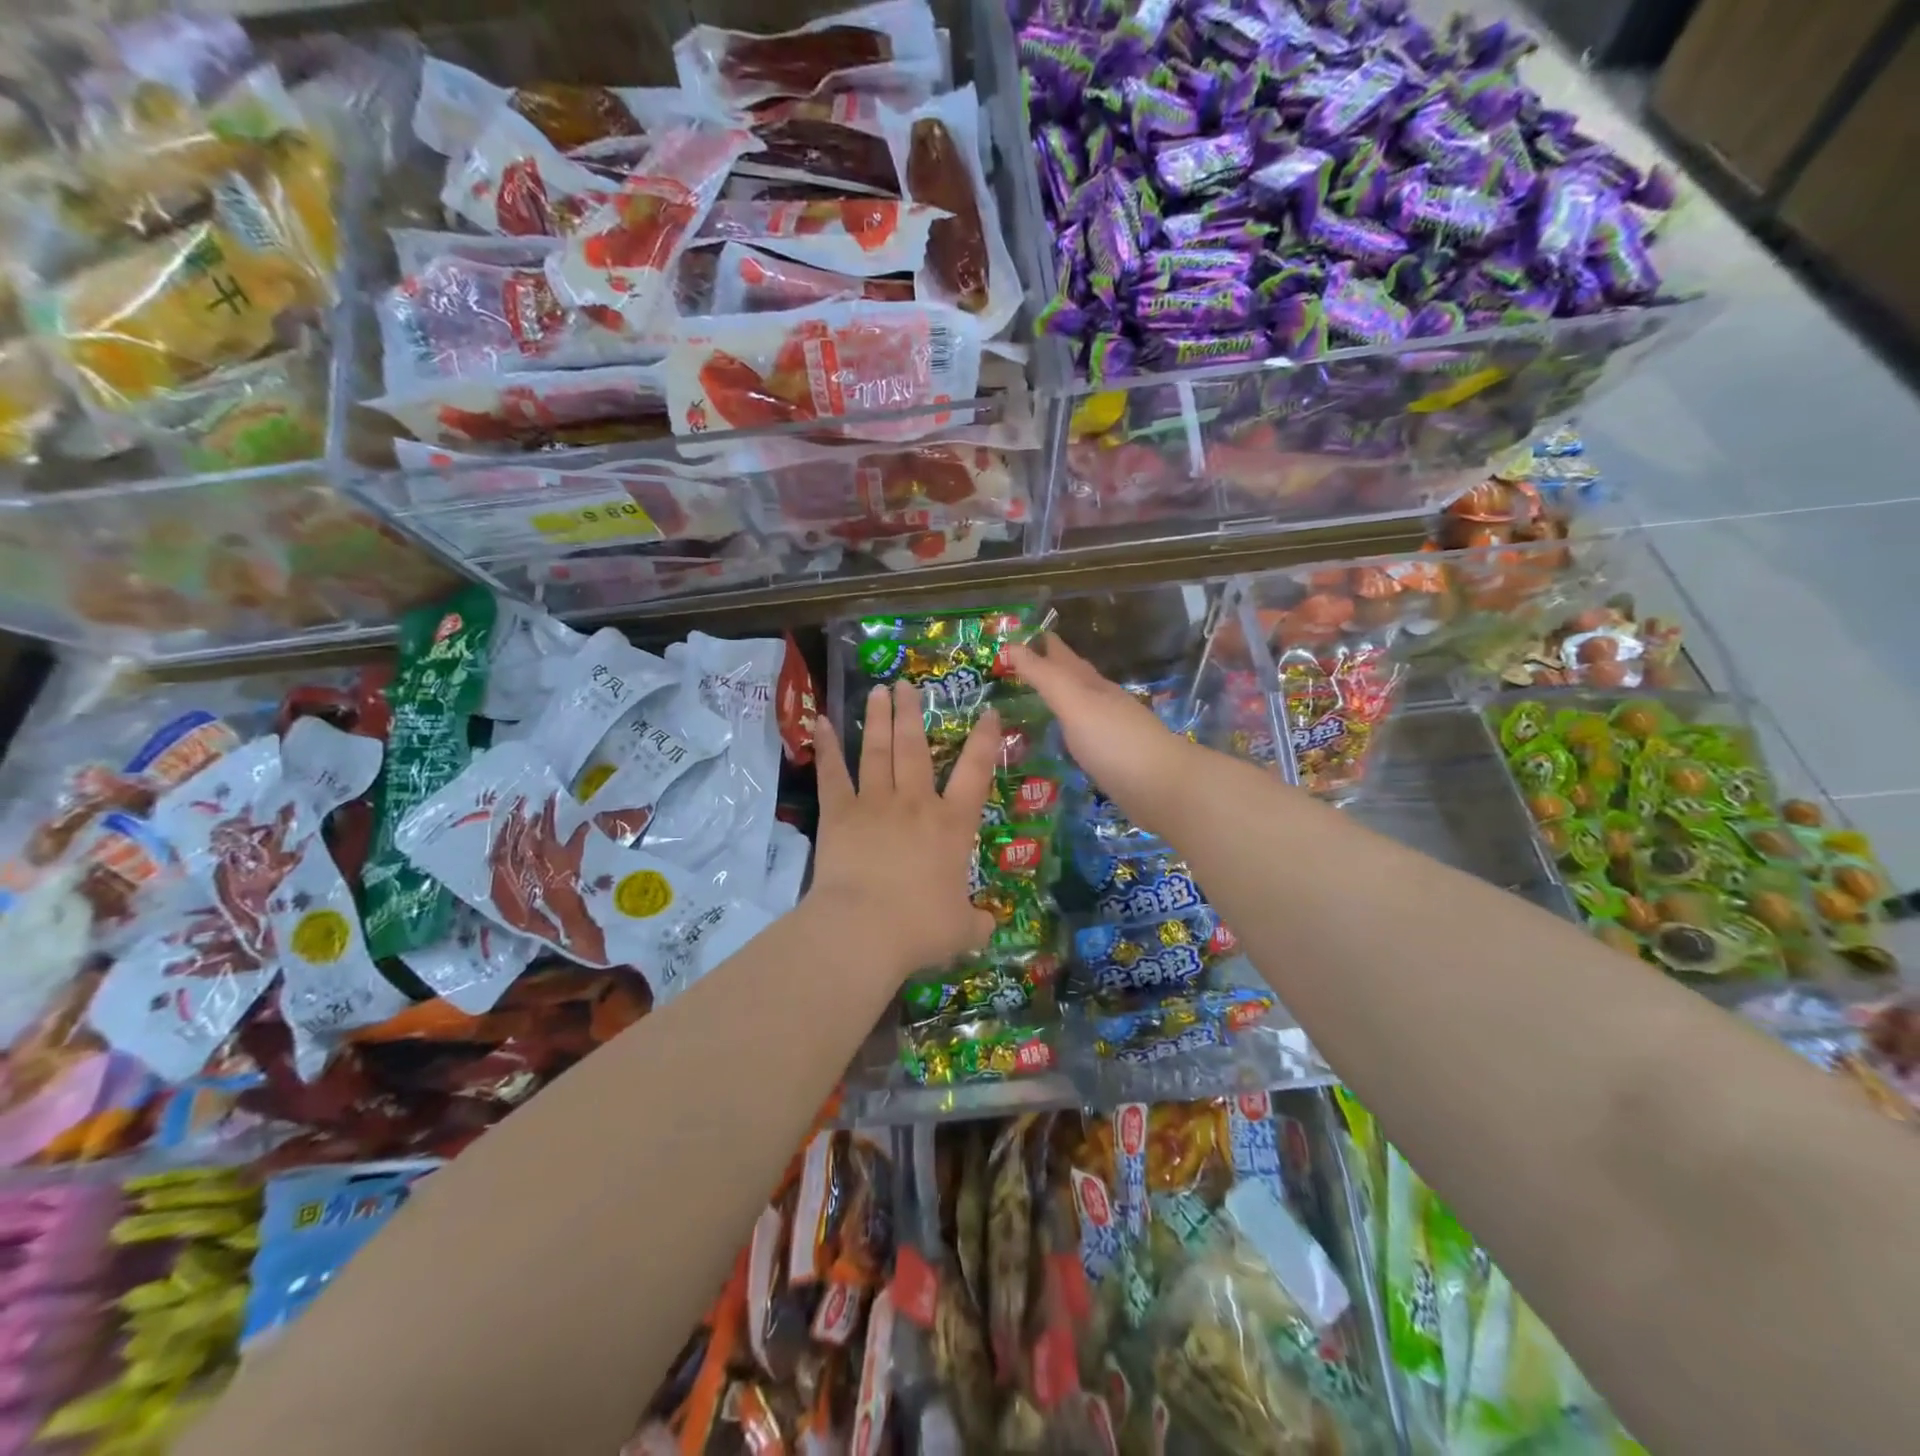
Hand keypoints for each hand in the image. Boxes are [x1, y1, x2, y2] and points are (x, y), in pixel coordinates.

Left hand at [807, 682, 998, 973]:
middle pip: (915, 748)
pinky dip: (826, 747)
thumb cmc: (919, 927)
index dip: (984, 741)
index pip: (975, 773)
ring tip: (879, 690)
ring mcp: (875, 803)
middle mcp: (915, 803)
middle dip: (912, 713)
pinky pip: (833, 774)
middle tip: (908, 685)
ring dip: (877, 718)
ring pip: (877, 751)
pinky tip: (820, 722)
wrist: (864, 930)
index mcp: (951, 825)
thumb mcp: (961, 930)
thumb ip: (976, 923)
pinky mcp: (839, 813)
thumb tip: (988, 927)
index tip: (987, 713)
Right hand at [1005, 634, 1196, 831]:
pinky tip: (1065, 739)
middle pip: (1076, 678)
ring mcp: (1112, 731)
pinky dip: (1071, 730)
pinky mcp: (1115, 759)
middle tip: (1025, 664)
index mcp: (1093, 686)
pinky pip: (1085, 736)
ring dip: (1063, 699)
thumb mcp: (1074, 704)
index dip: (1044, 645)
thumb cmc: (1115, 741)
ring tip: (1040, 698)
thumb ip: (1044, 677)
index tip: (1022, 636)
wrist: (1163, 787)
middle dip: (1053, 668)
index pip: (1064, 657)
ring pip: (1082, 706)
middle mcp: (1104, 702)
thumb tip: (1011, 645)